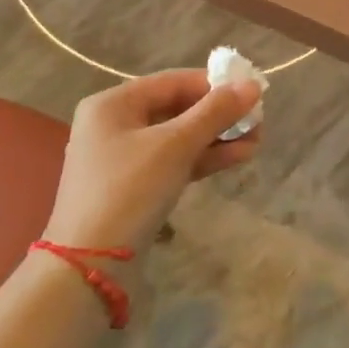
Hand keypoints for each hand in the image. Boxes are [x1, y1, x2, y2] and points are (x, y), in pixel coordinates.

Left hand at [43, 70, 261, 252]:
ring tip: (257, 140)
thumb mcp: (175, 145)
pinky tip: (238, 157)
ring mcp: (123, 158)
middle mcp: (114, 124)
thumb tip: (253, 84)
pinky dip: (203, 158)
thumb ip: (215, 112)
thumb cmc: (129, 190)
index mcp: (113, 103)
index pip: (173, 81)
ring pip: (178, 137)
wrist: (90, 266)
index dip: (214, 84)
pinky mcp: (134, 188)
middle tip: (258, 120)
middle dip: (219, 114)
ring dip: (217, 137)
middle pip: (177, 108)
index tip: (252, 91)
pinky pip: (173, 162)